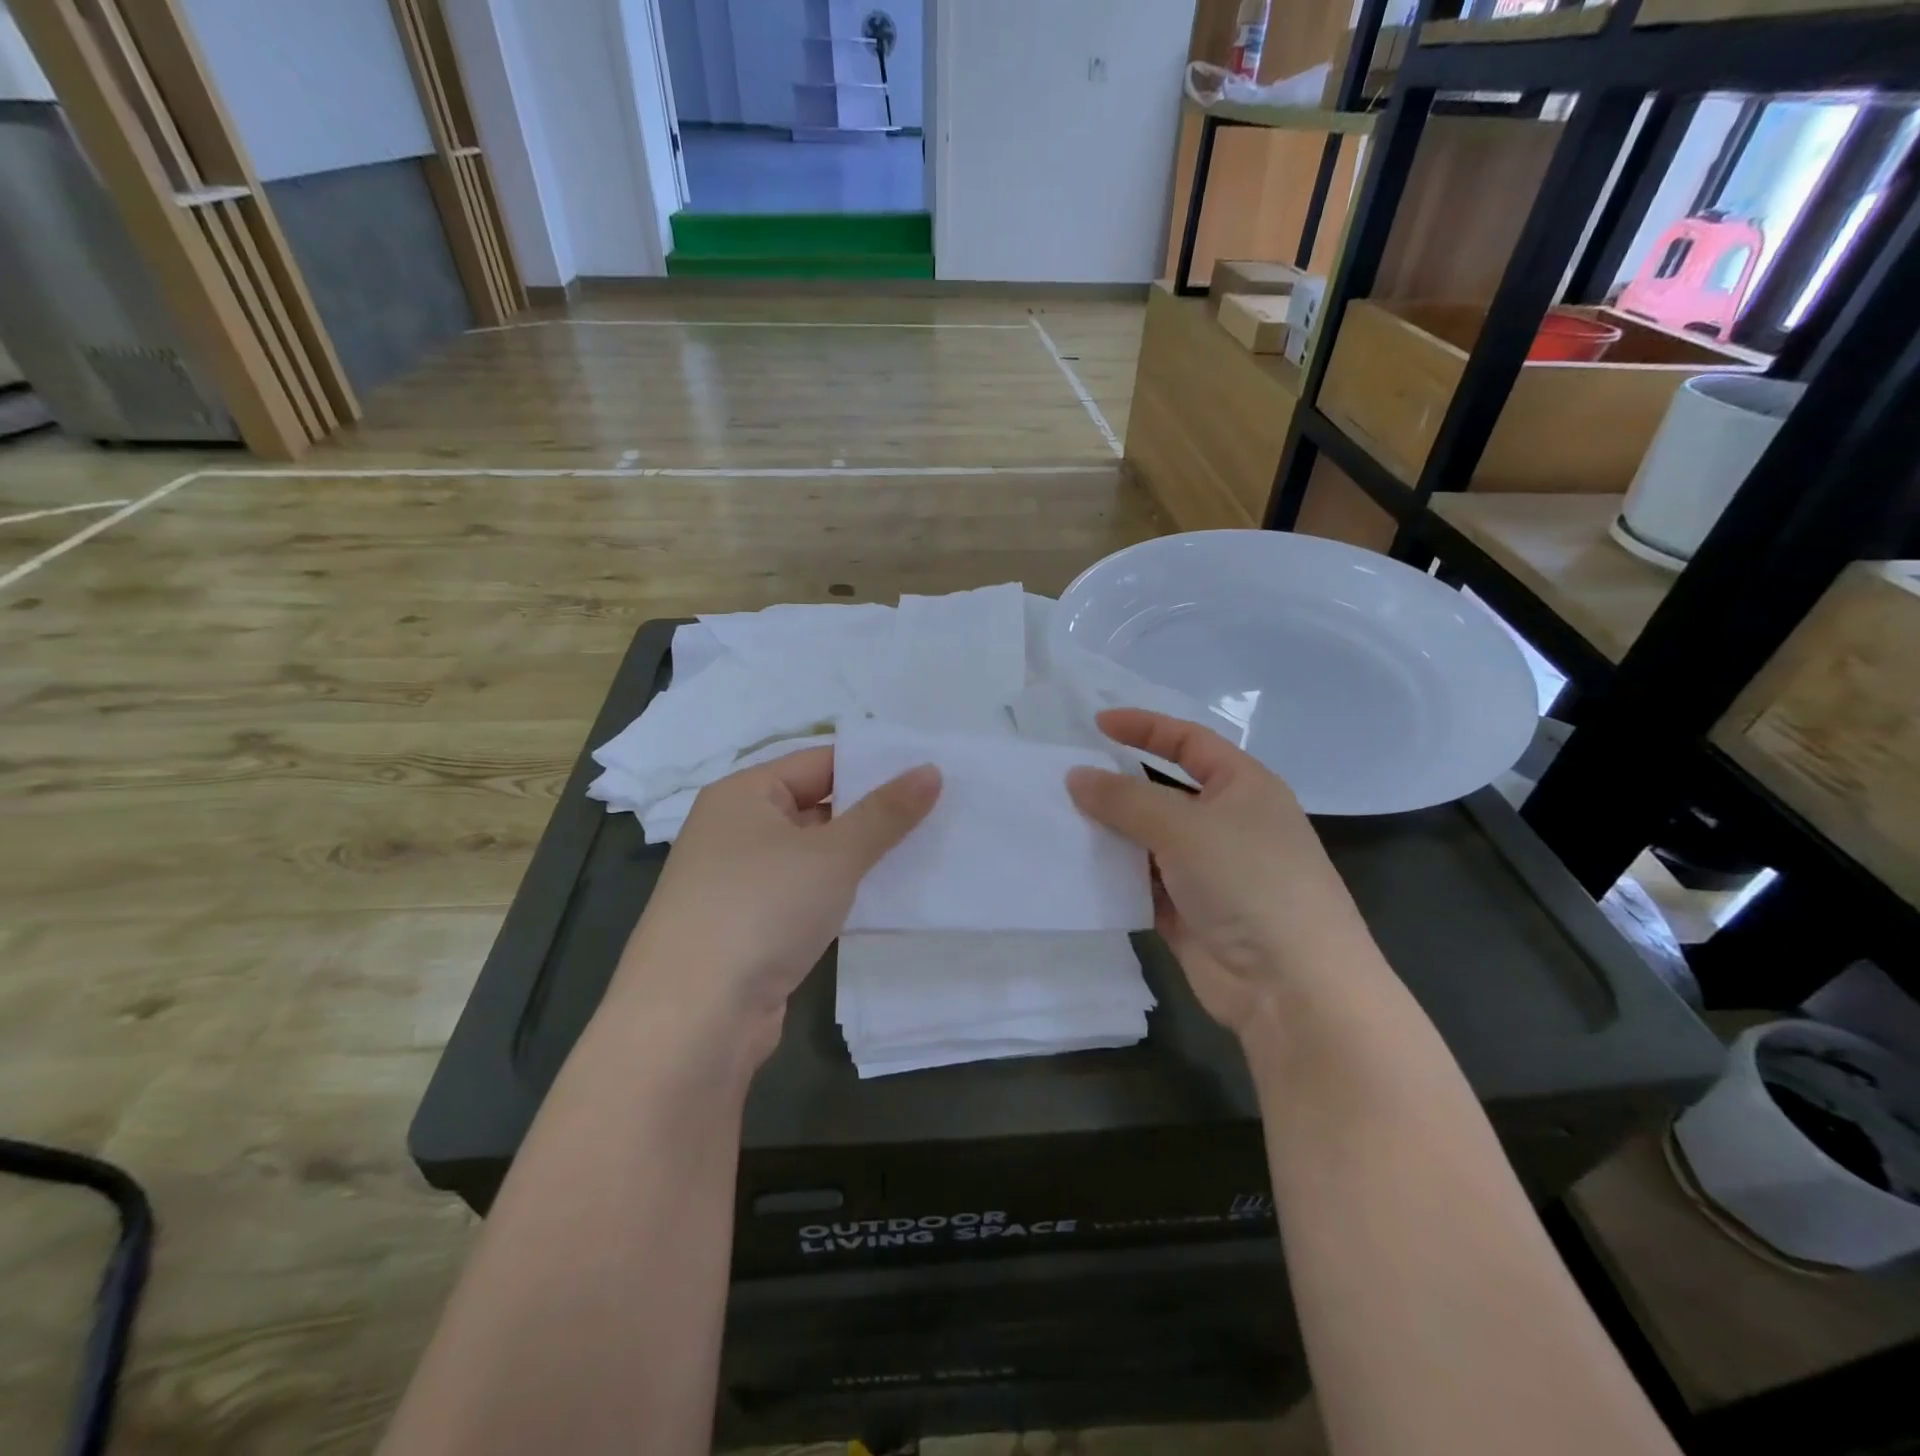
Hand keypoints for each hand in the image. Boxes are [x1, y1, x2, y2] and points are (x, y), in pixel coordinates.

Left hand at [615, 746, 939, 1060]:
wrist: (693, 1019)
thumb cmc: (761, 909)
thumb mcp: (833, 854)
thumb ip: (885, 813)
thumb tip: (931, 770)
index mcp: (742, 794)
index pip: (819, 761)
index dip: (873, 765)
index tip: (928, 771)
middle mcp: (734, 830)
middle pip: (816, 806)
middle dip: (872, 813)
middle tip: (939, 810)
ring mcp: (739, 882)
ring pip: (813, 856)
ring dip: (860, 857)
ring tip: (926, 851)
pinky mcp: (749, 928)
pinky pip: (804, 895)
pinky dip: (839, 894)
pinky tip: (884, 898)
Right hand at [1067, 709, 1376, 1035]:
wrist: (1292, 987)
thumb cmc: (1249, 882)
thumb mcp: (1185, 827)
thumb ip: (1125, 799)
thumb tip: (1076, 776)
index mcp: (1243, 788)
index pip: (1189, 742)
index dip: (1145, 727)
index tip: (1095, 724)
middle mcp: (1227, 824)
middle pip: (1162, 792)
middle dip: (1116, 786)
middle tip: (1063, 778)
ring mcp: (1207, 871)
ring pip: (1147, 840)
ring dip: (1109, 833)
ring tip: (1056, 821)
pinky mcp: (1188, 913)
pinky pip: (1142, 883)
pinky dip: (1114, 876)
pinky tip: (1075, 868)